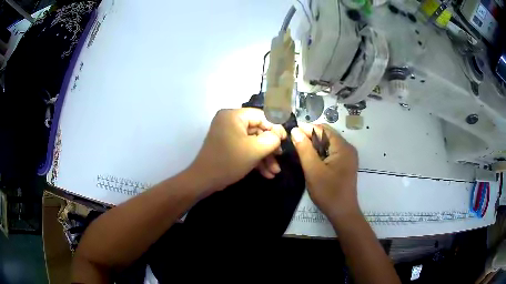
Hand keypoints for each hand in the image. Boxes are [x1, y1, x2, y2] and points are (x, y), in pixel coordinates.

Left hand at [189, 108, 286, 193]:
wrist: (204, 181)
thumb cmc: (229, 161)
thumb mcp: (255, 150)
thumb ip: (272, 139)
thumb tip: (278, 134)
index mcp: (234, 115)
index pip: (261, 115)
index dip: (275, 127)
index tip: (285, 141)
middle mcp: (230, 121)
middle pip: (258, 130)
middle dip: (270, 147)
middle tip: (280, 157)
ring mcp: (228, 134)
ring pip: (253, 142)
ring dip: (265, 157)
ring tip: (275, 171)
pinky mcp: (228, 146)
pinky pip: (245, 148)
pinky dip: (255, 159)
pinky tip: (266, 173)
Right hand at [290, 123, 359, 221]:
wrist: (342, 212)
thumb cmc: (328, 192)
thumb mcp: (313, 170)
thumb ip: (304, 149)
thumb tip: (295, 130)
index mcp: (343, 147)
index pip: (323, 129)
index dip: (307, 128)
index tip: (291, 131)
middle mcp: (348, 148)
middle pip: (327, 135)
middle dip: (310, 136)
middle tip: (294, 141)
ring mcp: (348, 156)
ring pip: (328, 144)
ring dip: (314, 144)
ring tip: (299, 148)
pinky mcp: (346, 164)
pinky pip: (331, 152)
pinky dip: (320, 152)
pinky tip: (311, 158)